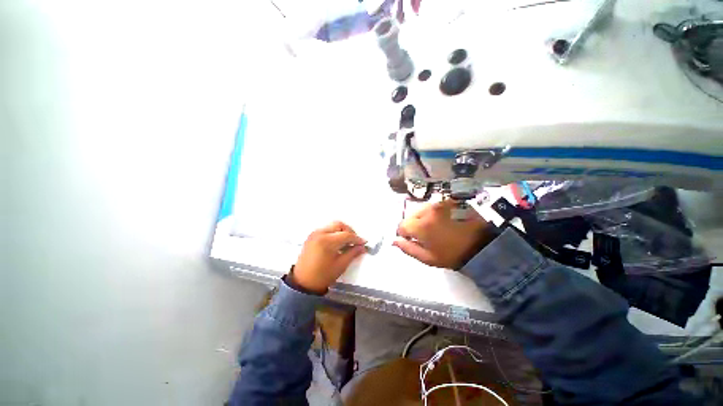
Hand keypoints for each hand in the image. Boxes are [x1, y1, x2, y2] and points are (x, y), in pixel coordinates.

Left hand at [291, 221, 366, 293]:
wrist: (303, 283)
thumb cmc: (323, 276)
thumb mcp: (341, 265)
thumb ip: (353, 253)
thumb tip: (362, 247)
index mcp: (327, 241)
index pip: (346, 235)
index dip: (357, 238)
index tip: (363, 243)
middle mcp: (320, 233)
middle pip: (339, 225)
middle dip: (349, 231)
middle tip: (355, 240)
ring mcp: (314, 233)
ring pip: (332, 225)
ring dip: (341, 230)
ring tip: (346, 241)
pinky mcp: (311, 236)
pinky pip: (325, 229)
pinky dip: (333, 232)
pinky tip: (337, 242)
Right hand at [394, 200, 491, 268]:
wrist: (482, 245)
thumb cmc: (453, 254)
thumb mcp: (428, 258)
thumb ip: (408, 249)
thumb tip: (394, 241)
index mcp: (422, 226)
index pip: (402, 225)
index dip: (403, 234)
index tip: (410, 240)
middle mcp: (428, 211)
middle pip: (410, 216)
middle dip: (412, 225)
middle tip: (423, 235)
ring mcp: (439, 204)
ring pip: (421, 210)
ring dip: (422, 218)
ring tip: (433, 228)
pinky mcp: (448, 201)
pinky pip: (432, 206)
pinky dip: (432, 214)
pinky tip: (441, 221)